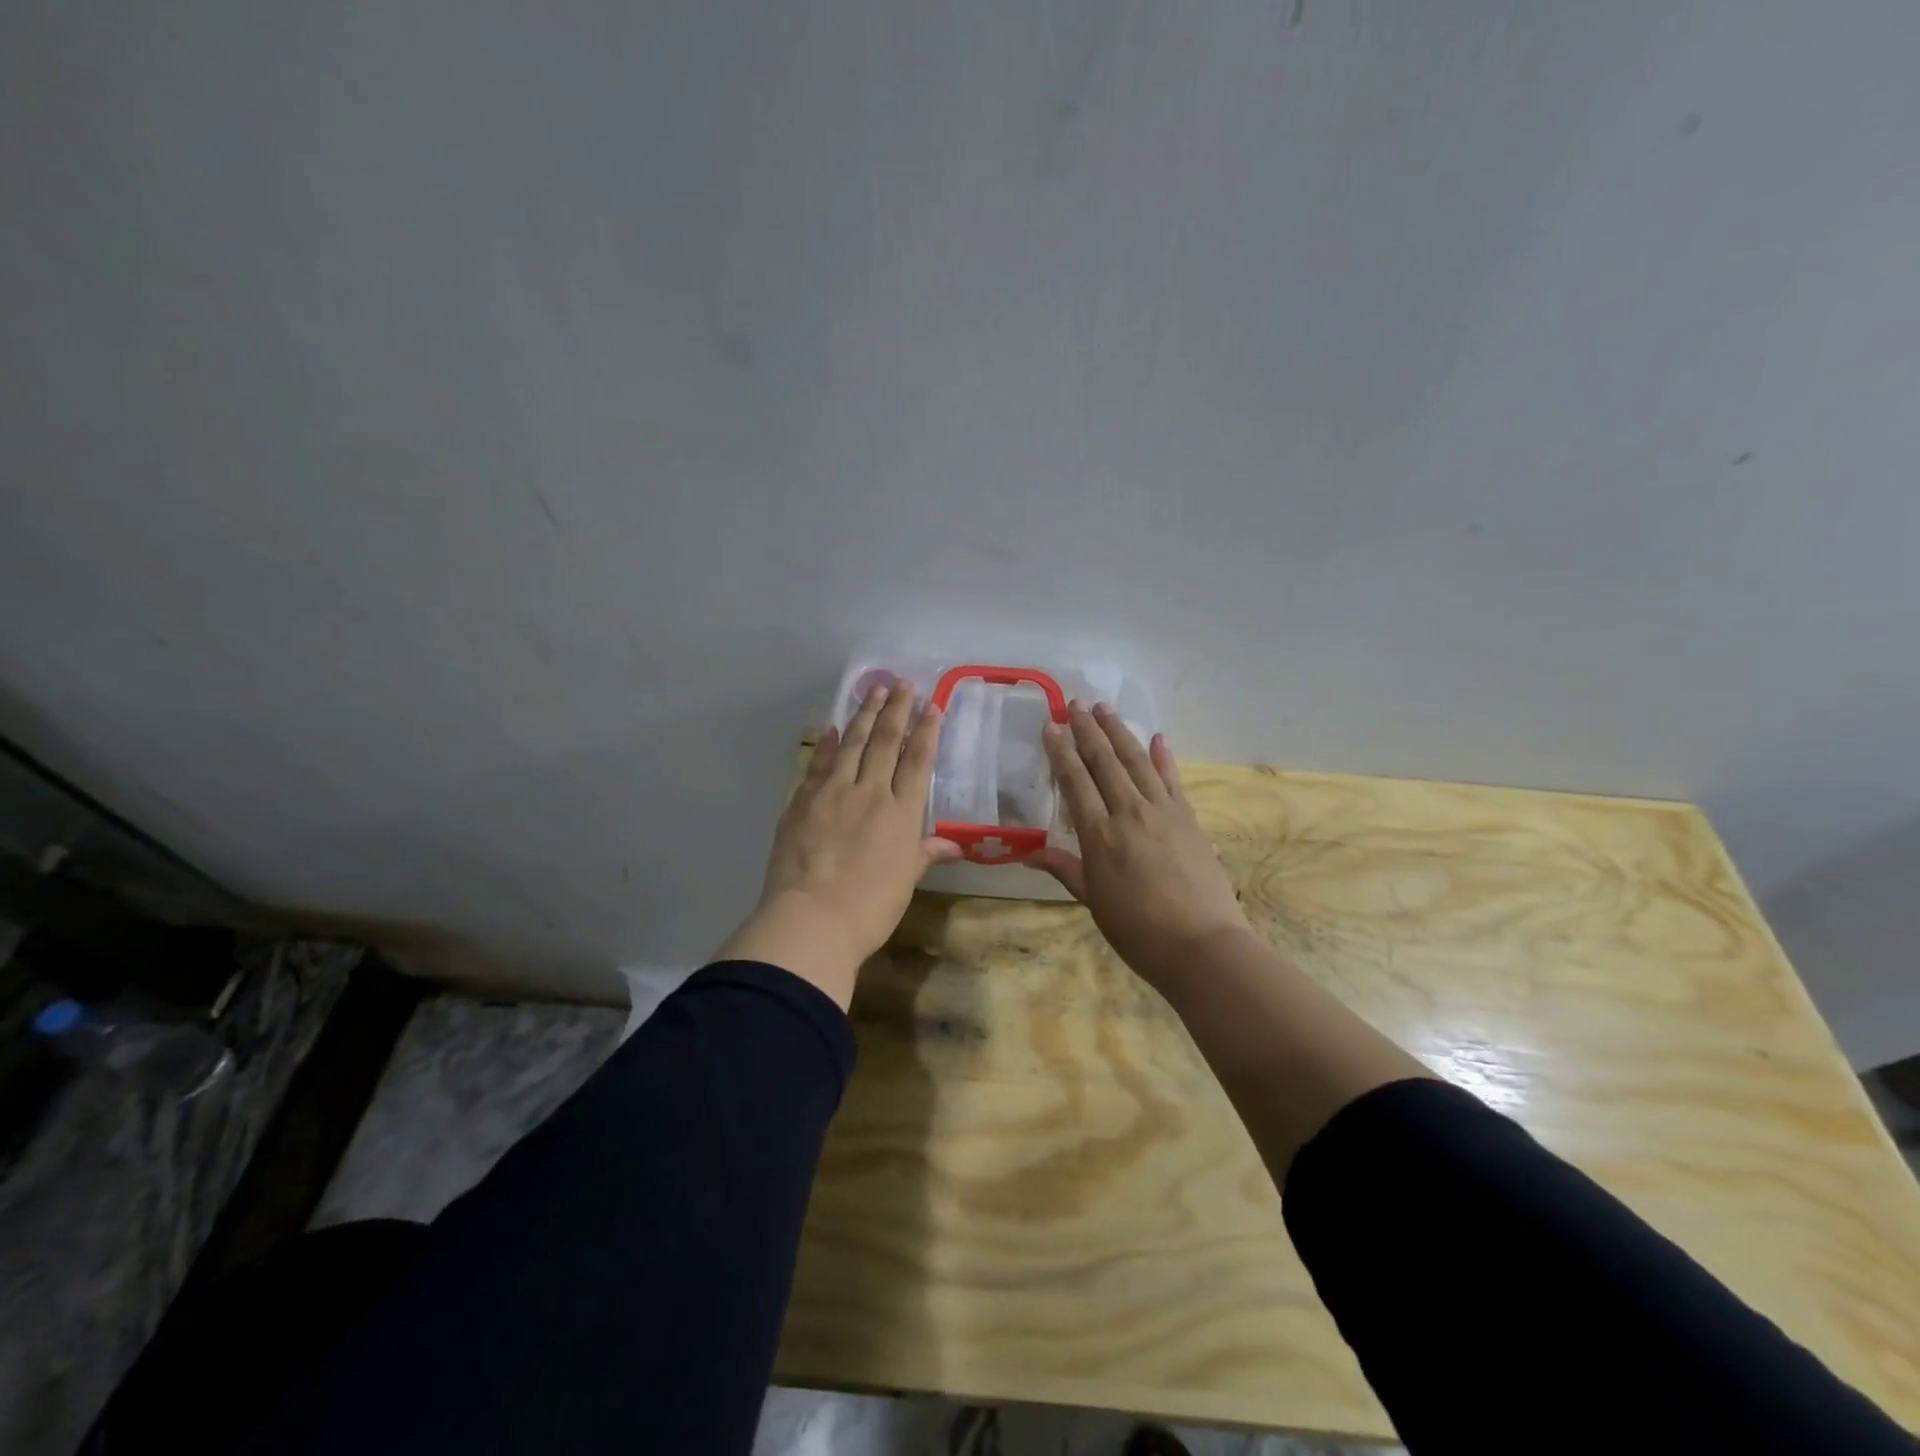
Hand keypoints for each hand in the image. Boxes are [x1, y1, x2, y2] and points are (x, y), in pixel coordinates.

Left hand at [714, 681, 960, 1007]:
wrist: (812, 919)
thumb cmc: (870, 908)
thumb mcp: (905, 881)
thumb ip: (925, 853)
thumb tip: (952, 845)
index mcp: (901, 813)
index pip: (918, 761)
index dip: (926, 731)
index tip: (932, 706)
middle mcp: (870, 793)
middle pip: (886, 742)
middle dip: (896, 710)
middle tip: (902, 683)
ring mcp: (833, 793)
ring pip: (853, 744)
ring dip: (864, 714)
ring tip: (873, 690)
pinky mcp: (802, 800)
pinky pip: (820, 763)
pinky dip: (828, 743)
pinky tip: (834, 728)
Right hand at [1030, 702, 1252, 992]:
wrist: (1202, 945)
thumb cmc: (1138, 930)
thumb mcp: (1093, 901)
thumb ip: (1065, 868)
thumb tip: (1030, 852)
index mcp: (1100, 835)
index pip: (1075, 781)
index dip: (1061, 751)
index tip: (1051, 725)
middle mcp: (1129, 812)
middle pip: (1105, 761)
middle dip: (1088, 730)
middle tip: (1075, 702)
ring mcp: (1163, 811)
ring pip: (1137, 761)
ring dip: (1120, 732)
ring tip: (1104, 708)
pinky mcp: (1188, 818)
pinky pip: (1172, 779)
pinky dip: (1163, 757)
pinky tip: (1157, 738)